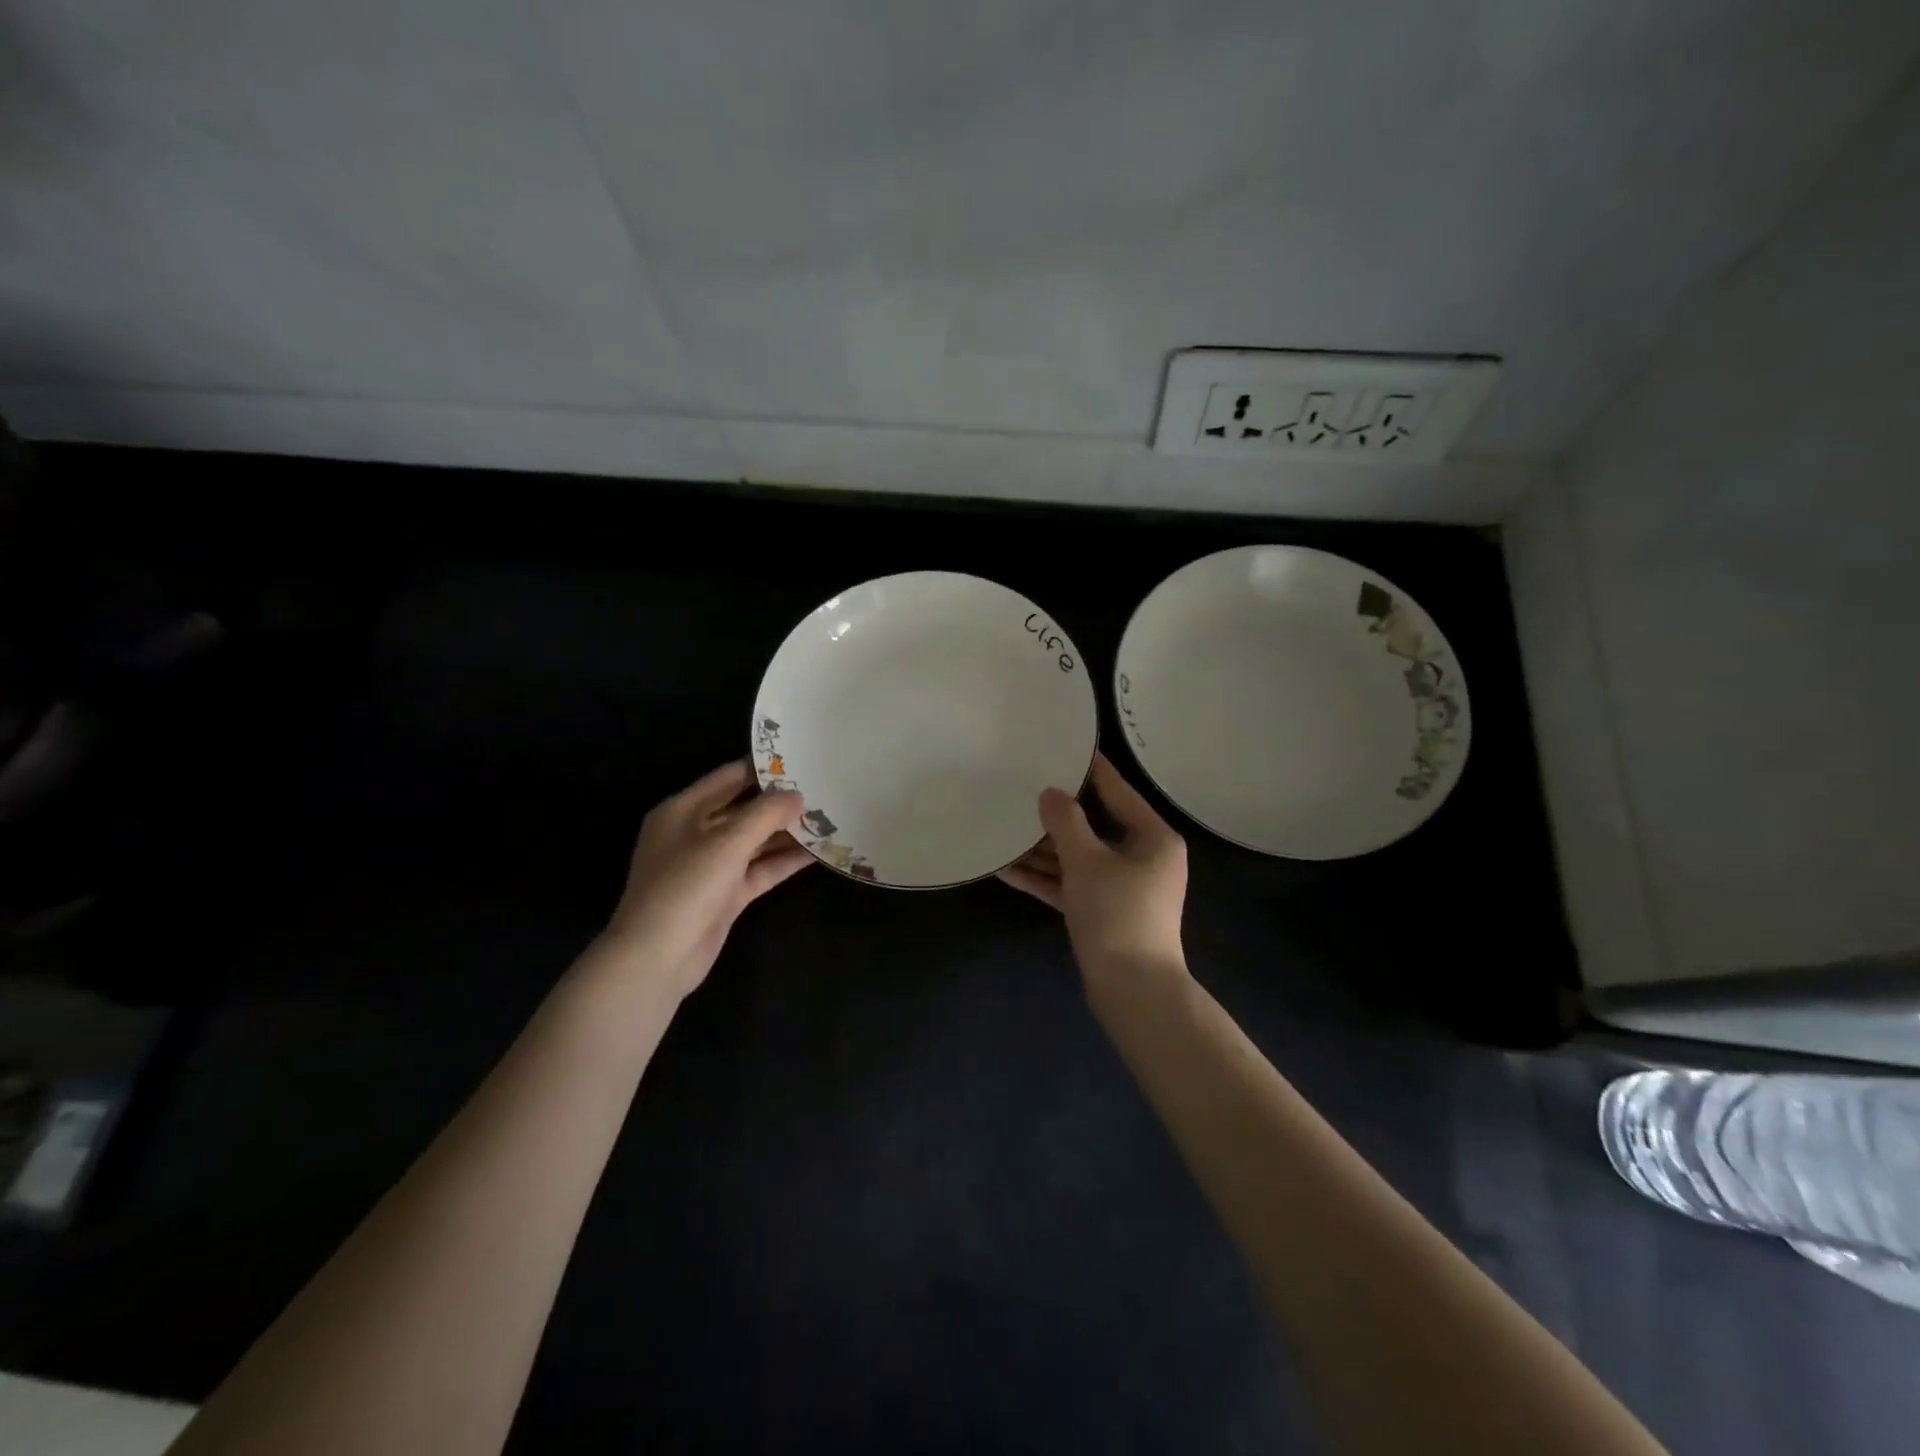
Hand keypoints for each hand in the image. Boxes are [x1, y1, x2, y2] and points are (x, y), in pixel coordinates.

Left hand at [597, 760, 813, 999]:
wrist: (658, 957)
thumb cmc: (685, 886)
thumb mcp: (727, 842)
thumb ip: (766, 813)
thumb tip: (798, 795)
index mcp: (683, 810)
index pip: (728, 778)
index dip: (763, 769)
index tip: (801, 760)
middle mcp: (695, 833)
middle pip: (744, 809)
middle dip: (781, 803)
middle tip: (823, 789)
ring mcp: (711, 866)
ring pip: (755, 841)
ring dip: (788, 833)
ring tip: (829, 818)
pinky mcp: (726, 894)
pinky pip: (760, 869)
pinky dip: (784, 861)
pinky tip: (818, 852)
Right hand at [997, 752, 1187, 984]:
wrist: (1133, 991)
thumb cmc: (1118, 913)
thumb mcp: (1087, 861)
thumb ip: (1066, 822)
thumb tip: (1051, 793)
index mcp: (1153, 838)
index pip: (1118, 791)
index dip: (1091, 769)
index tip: (1065, 747)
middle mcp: (1142, 858)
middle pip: (1093, 826)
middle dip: (1055, 815)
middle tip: (1022, 789)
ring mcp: (1123, 888)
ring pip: (1078, 858)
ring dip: (1043, 850)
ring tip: (1004, 830)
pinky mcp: (1104, 913)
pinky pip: (1072, 885)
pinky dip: (1045, 878)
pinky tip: (1006, 870)